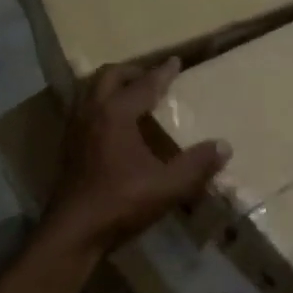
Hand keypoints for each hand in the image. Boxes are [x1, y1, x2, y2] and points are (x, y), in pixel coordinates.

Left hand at [42, 61, 229, 257]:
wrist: (74, 231)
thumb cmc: (121, 203)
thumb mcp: (167, 186)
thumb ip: (197, 165)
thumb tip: (224, 146)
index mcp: (116, 114)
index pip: (144, 84)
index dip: (162, 73)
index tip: (175, 62)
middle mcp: (92, 112)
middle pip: (109, 76)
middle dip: (132, 72)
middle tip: (151, 76)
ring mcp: (75, 128)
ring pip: (91, 91)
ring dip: (112, 86)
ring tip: (131, 94)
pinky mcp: (68, 146)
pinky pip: (85, 110)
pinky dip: (101, 105)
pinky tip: (114, 125)